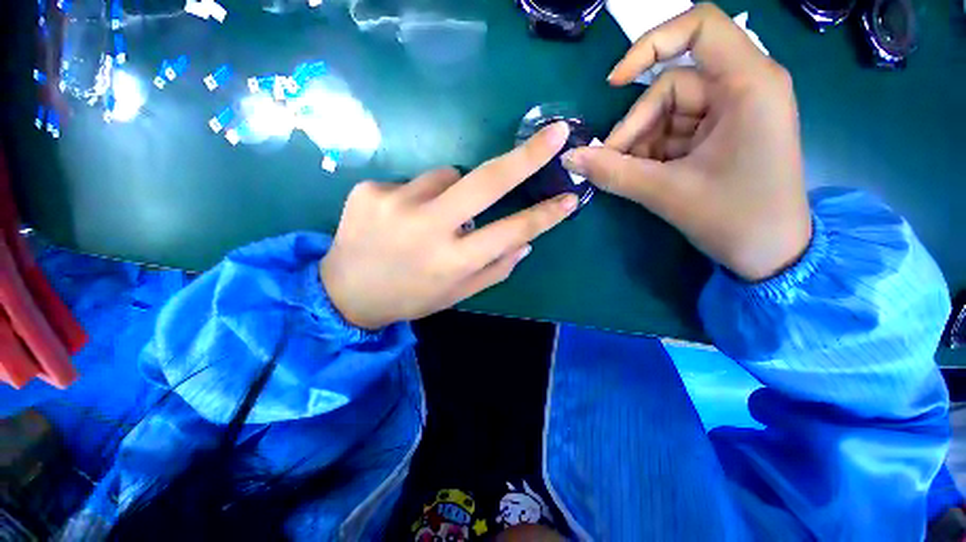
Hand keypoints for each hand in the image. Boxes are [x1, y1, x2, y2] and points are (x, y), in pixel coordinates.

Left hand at [321, 122, 577, 328]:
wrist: (346, 293)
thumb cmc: (410, 297)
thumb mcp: (456, 294)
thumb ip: (494, 269)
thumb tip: (525, 242)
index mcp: (453, 261)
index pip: (512, 231)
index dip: (545, 215)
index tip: (570, 198)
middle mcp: (428, 228)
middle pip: (487, 181)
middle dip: (526, 155)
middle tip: (555, 134)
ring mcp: (395, 203)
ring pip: (447, 175)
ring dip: (452, 192)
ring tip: (431, 217)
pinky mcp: (370, 189)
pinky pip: (414, 182)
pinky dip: (419, 196)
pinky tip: (402, 217)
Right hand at [562, 4, 810, 281]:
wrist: (771, 254)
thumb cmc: (735, 218)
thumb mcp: (667, 192)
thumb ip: (612, 172)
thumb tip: (570, 159)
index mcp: (749, 85)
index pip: (700, 26)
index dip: (650, 45)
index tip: (614, 84)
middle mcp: (744, 87)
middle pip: (671, 86)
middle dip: (635, 127)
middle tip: (611, 163)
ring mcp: (733, 112)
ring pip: (667, 113)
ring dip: (640, 144)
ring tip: (629, 176)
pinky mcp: (722, 134)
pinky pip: (675, 132)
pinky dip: (653, 152)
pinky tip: (645, 176)